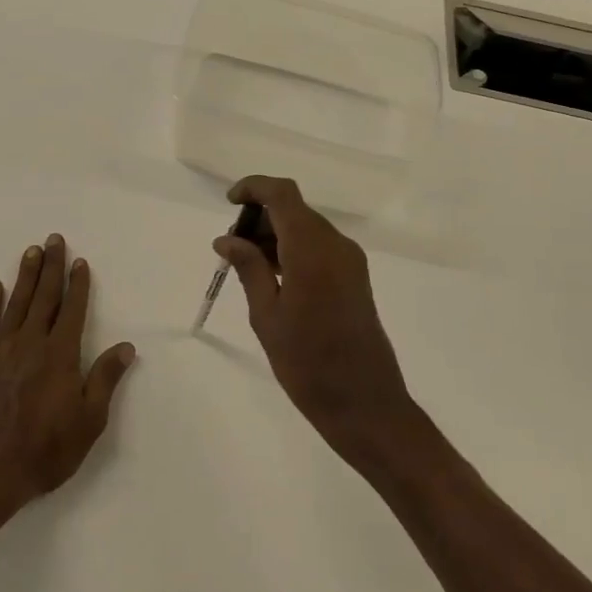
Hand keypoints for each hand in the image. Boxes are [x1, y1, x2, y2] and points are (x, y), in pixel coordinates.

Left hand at [0, 234, 136, 533]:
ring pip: (15, 304)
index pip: (72, 310)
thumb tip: (126, 346)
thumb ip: (105, 379)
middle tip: (53, 239)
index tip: (79, 261)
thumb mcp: (88, 422)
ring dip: (24, 276)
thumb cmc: (43, 452)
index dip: (77, 285)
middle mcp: (29, 344)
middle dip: (50, 267)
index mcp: (60, 355)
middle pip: (43, 297)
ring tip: (31, 252)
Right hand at [213, 176, 419, 463]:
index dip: (254, 187)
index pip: (282, 194)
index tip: (230, 203)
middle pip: (294, 209)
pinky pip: (319, 247)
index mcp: (312, 250)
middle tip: (231, 247)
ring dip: (276, 234)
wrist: (365, 404)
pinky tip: (272, 276)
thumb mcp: (267, 316)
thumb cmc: (308, 363)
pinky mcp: (355, 277)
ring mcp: (350, 261)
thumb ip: (249, 268)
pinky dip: (293, 249)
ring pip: (307, 227)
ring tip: (246, 265)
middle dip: (260, 216)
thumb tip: (226, 239)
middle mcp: (336, 245)